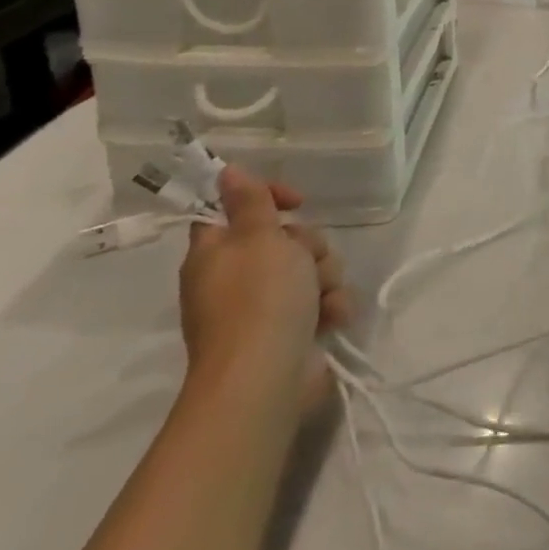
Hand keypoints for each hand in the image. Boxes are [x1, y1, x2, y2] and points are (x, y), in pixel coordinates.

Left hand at [178, 166, 353, 409]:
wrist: (266, 379)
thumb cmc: (259, 299)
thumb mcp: (258, 237)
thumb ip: (250, 202)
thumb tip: (225, 171)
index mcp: (217, 253)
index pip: (236, 209)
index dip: (267, 199)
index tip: (295, 201)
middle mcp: (237, 278)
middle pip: (286, 239)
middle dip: (309, 245)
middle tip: (306, 260)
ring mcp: (265, 308)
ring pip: (311, 268)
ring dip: (326, 277)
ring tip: (321, 298)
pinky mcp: (292, 332)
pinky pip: (322, 302)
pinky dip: (330, 307)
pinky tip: (331, 318)